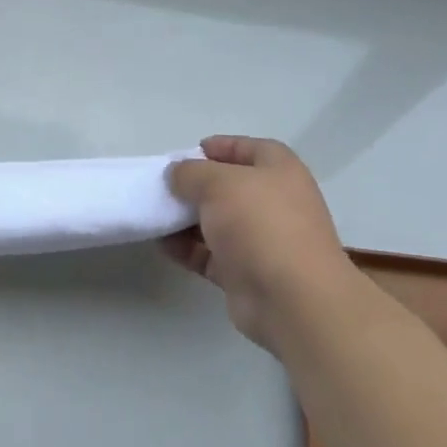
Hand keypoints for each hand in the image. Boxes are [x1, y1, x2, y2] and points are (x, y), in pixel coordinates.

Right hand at [164, 136, 361, 350]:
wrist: (290, 299)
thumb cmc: (259, 223)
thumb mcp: (218, 183)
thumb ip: (191, 173)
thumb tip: (177, 174)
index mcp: (280, 171)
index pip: (249, 148)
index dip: (220, 146)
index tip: (188, 152)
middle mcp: (275, 203)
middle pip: (231, 187)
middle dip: (197, 185)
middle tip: (166, 185)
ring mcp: (262, 240)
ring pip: (218, 222)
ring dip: (187, 219)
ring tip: (156, 214)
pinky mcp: (247, 273)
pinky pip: (211, 254)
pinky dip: (187, 249)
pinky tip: (162, 244)